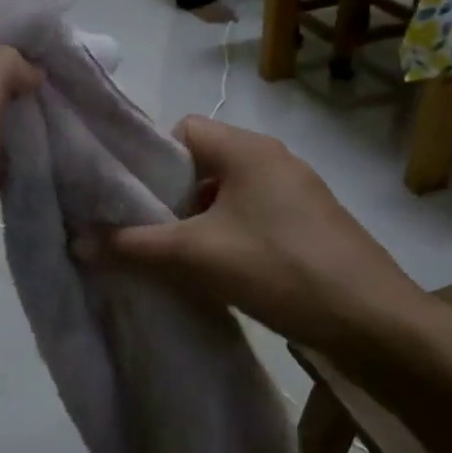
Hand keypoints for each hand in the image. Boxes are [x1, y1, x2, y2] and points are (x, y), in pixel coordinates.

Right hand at [79, 116, 434, 360]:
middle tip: (138, 230)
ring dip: (195, 221)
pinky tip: (211, 271)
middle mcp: (271, 159)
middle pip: (200, 163)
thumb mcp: (197, 257)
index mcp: (247, 148)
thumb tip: (76, 241)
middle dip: (166, 195)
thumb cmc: (281, 269)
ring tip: (169, 255)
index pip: (180, 129)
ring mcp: (294, 192)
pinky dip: (224, 236)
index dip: (148, 158)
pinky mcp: (307, 224)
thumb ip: (133, 245)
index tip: (125, 196)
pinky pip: (249, 217)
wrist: (375, 323)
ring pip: (225, 194)